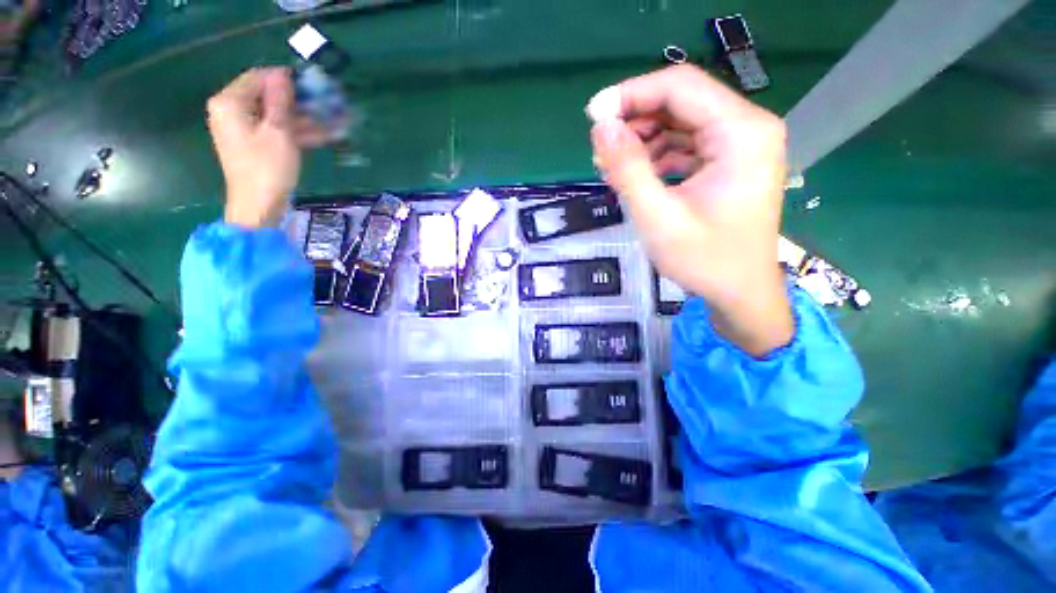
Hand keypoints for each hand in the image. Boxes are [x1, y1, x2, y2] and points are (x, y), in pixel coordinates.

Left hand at [207, 68, 326, 227]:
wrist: (258, 206)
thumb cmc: (267, 168)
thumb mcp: (278, 132)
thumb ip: (280, 101)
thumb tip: (283, 74)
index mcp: (230, 102)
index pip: (258, 78)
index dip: (285, 79)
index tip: (312, 85)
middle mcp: (232, 111)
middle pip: (268, 97)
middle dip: (299, 102)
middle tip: (327, 105)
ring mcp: (243, 129)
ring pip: (276, 115)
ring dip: (304, 119)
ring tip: (334, 121)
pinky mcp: (255, 144)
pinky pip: (277, 131)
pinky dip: (298, 132)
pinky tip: (324, 135)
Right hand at [587, 65, 791, 355]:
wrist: (740, 293)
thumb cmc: (704, 260)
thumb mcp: (658, 218)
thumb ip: (628, 170)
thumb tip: (601, 128)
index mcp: (742, 133)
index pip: (680, 87)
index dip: (631, 94)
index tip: (593, 117)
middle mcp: (747, 128)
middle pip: (681, 102)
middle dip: (635, 120)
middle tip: (600, 149)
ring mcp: (740, 145)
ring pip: (681, 123)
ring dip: (643, 140)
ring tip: (613, 168)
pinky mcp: (729, 162)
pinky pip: (686, 145)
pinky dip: (657, 156)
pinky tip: (638, 177)